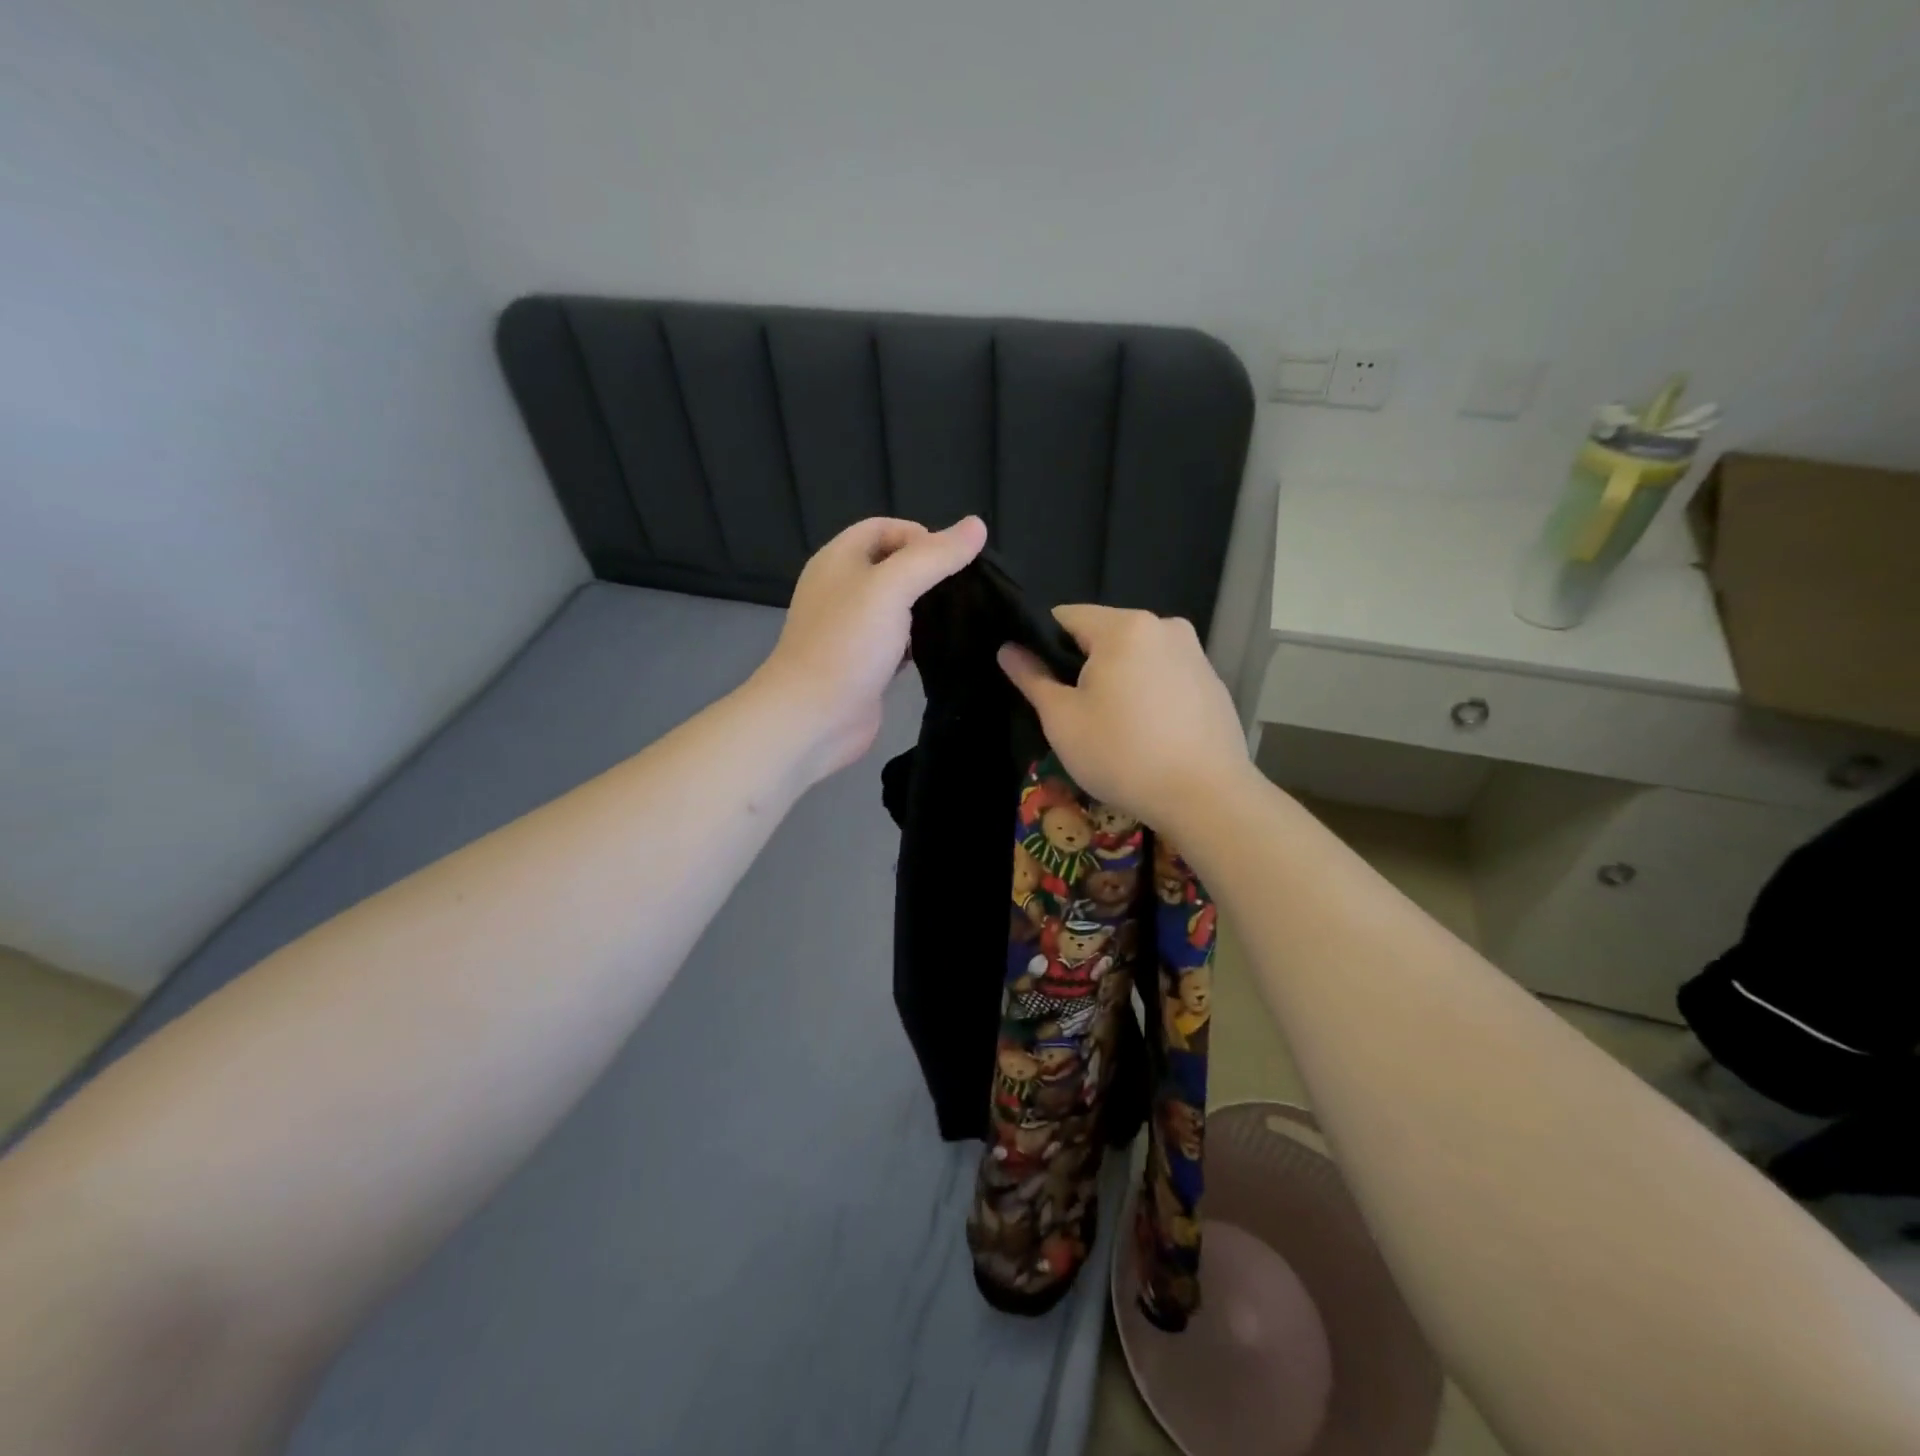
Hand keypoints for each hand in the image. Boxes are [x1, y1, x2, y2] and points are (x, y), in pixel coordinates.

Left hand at [754, 515, 986, 777]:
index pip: (884, 528)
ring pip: (897, 606)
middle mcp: (842, 589)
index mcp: (839, 560)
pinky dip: (919, 641)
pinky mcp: (865, 663)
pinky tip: (944, 648)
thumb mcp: (892, 588)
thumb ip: (934, 557)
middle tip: (967, 589)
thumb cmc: (848, 644)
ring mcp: (852, 629)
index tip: (955, 560)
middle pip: (892, 565)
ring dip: (927, 608)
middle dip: (929, 572)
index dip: (921, 535)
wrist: (814, 717)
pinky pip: (897, 641)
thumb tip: (977, 526)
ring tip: (963, 616)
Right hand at [997, 605, 1251, 830]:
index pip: (1066, 616)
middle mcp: (1165, 626)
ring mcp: (1195, 653)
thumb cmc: (1123, 754)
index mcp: (1125, 626)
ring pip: (1136, 656)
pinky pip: (1165, 675)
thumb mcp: (1062, 719)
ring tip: (1113, 727)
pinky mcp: (1213, 682)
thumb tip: (1008, 649)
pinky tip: (1148, 733)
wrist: (1206, 796)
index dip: (1043, 645)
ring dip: (1118, 680)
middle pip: (1105, 635)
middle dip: (1083, 665)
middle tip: (1075, 713)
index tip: (1040, 683)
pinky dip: (1148, 693)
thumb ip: (1032, 678)